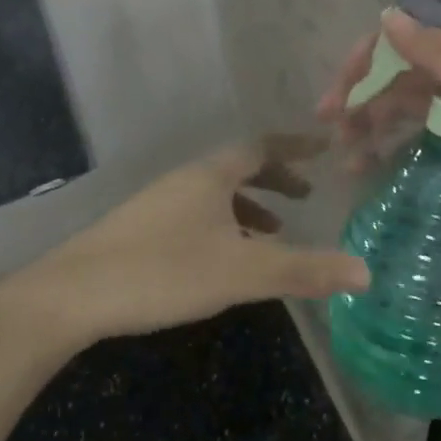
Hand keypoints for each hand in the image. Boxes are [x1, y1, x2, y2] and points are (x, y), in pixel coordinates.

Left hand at [19, 136, 369, 344]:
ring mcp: (160, 203)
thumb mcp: (242, 272)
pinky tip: (222, 261)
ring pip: (216, 194)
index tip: (324, 148)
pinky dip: (223, 226)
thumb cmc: (164, 270)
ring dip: (249, 207)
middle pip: (239, 167)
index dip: (296, 147)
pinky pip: (197, 215)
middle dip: (275, 179)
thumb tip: (366, 272)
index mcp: (211, 175)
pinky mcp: (142, 229)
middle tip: (305, 197)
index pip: (262, 146)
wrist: (73, 294)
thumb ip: (304, 271)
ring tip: (272, 235)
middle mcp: (186, 179)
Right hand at [316, 12, 440, 267]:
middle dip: (360, 97)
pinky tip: (366, 173)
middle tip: (329, 127)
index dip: (368, 59)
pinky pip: (412, 147)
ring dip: (368, 127)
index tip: (339, 91)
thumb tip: (388, 16)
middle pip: (398, 78)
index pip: (409, 41)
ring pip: (401, 113)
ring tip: (344, 158)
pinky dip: (386, 155)